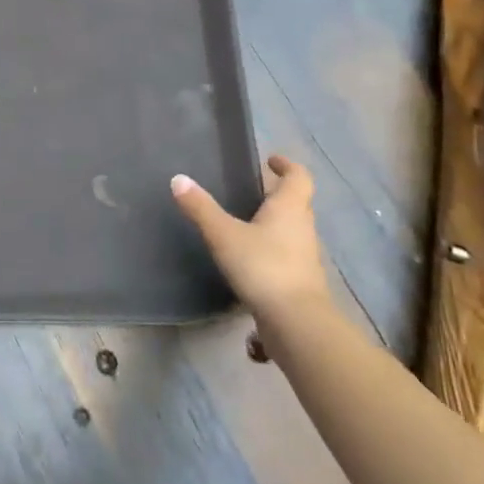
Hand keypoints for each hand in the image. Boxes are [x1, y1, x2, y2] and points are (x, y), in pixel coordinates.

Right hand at [172, 155, 328, 334]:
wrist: (296, 323)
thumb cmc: (263, 267)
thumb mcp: (224, 235)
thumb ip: (201, 208)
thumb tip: (178, 179)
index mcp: (289, 208)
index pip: (299, 177)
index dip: (287, 166)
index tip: (271, 160)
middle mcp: (303, 228)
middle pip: (297, 203)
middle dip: (278, 194)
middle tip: (252, 190)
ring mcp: (305, 257)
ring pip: (293, 230)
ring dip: (276, 223)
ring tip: (246, 223)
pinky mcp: (300, 282)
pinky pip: (287, 256)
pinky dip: (271, 250)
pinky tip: (249, 260)